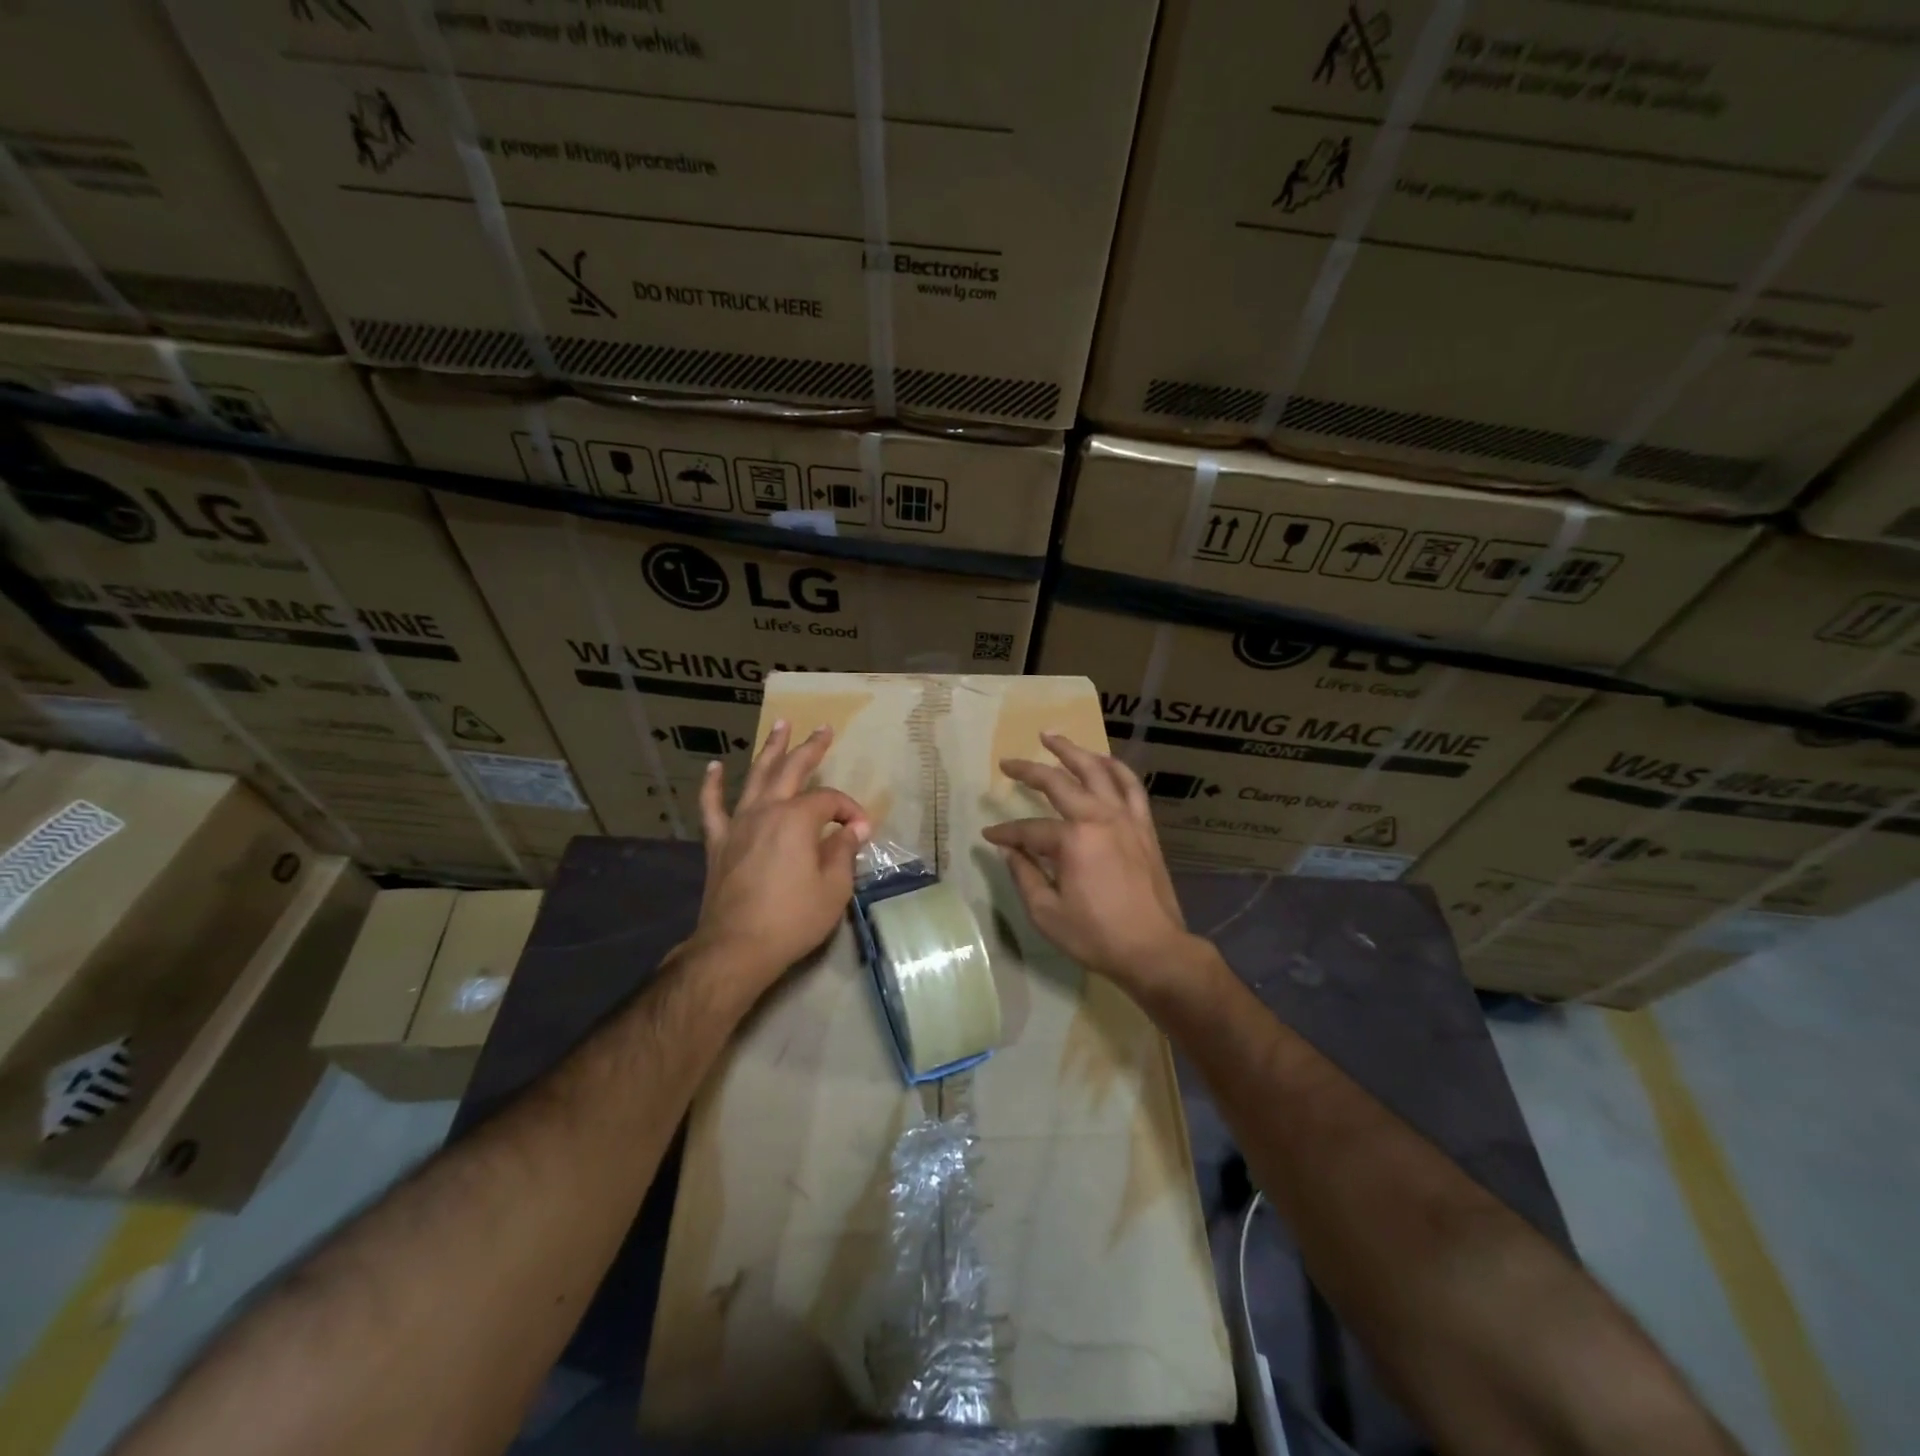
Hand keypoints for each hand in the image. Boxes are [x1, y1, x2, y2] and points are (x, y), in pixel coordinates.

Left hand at [693, 722, 870, 990]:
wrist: (736, 948)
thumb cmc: (792, 919)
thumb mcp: (834, 888)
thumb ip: (843, 852)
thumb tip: (854, 829)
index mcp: (798, 819)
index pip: (830, 802)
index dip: (849, 811)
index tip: (861, 832)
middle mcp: (767, 811)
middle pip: (791, 770)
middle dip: (810, 748)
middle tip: (823, 729)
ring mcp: (738, 824)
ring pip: (755, 776)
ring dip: (770, 749)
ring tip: (780, 724)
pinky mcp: (718, 842)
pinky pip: (713, 807)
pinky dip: (712, 785)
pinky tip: (714, 767)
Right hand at [983, 732, 1203, 998]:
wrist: (1154, 950)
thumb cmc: (1096, 935)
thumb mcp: (1046, 913)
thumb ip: (1024, 875)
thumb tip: (1009, 850)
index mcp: (1073, 840)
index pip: (1029, 830)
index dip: (1006, 833)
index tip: (989, 835)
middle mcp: (1099, 818)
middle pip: (1058, 783)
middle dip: (1029, 771)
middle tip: (1008, 762)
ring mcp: (1126, 818)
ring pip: (1097, 771)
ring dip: (1072, 751)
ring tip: (1051, 737)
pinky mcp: (1144, 826)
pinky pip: (1131, 786)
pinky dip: (1115, 768)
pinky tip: (1102, 760)